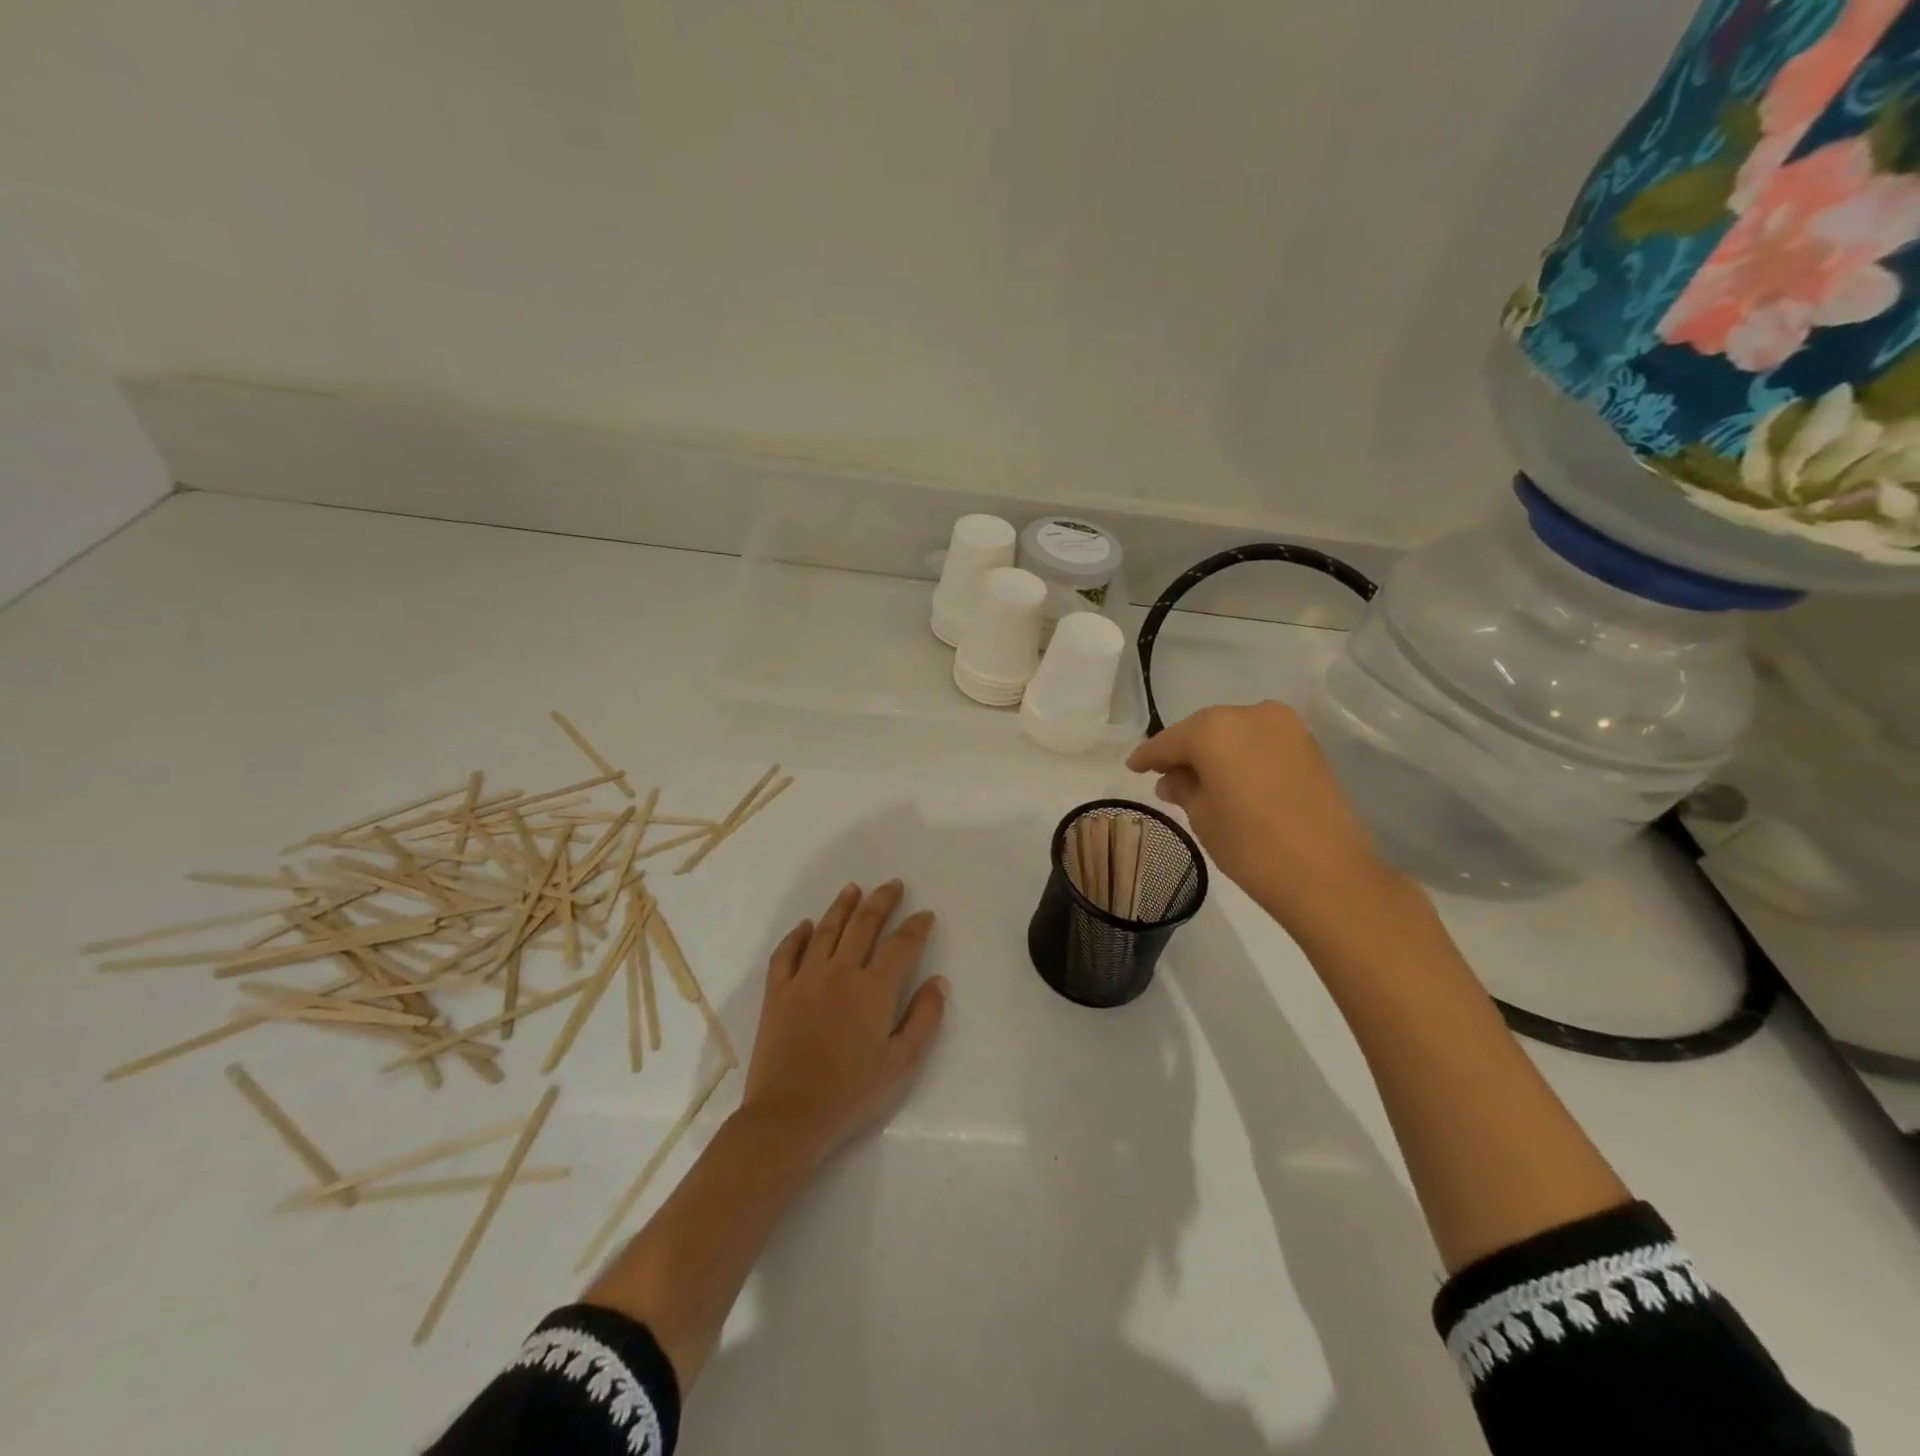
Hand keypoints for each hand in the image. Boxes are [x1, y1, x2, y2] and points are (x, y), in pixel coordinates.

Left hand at [739, 880, 946, 1164]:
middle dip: (882, 901)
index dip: (916, 926)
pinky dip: (798, 935)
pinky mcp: (778, 992)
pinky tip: (807, 926)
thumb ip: (924, 1018)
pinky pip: (787, 953)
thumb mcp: (902, 1062)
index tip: (925, 914)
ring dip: (843, 906)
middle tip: (893, 885)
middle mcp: (841, 972)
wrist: (790, 1114)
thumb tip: (939, 981)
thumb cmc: (852, 1092)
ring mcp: (805, 978)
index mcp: (874, 988)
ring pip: (827, 929)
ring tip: (854, 889)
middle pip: (864, 924)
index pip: (902, 945)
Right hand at [1126, 702, 1412, 937]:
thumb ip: (1183, 788)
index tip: (1132, 767)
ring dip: (1216, 753)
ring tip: (1200, 780)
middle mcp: (1250, 714)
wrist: (1327, 875)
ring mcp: (1286, 727)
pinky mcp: (1309, 746)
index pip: (1170, 740)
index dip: (1148, 756)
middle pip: (1204, 730)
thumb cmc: (1250, 845)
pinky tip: (1234, 779)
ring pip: (1235, 733)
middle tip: (1165, 775)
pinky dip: (1243, 756)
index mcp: (1214, 729)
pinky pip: (1261, 743)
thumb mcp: (1202, 816)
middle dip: (1185, 751)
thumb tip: (1172, 778)